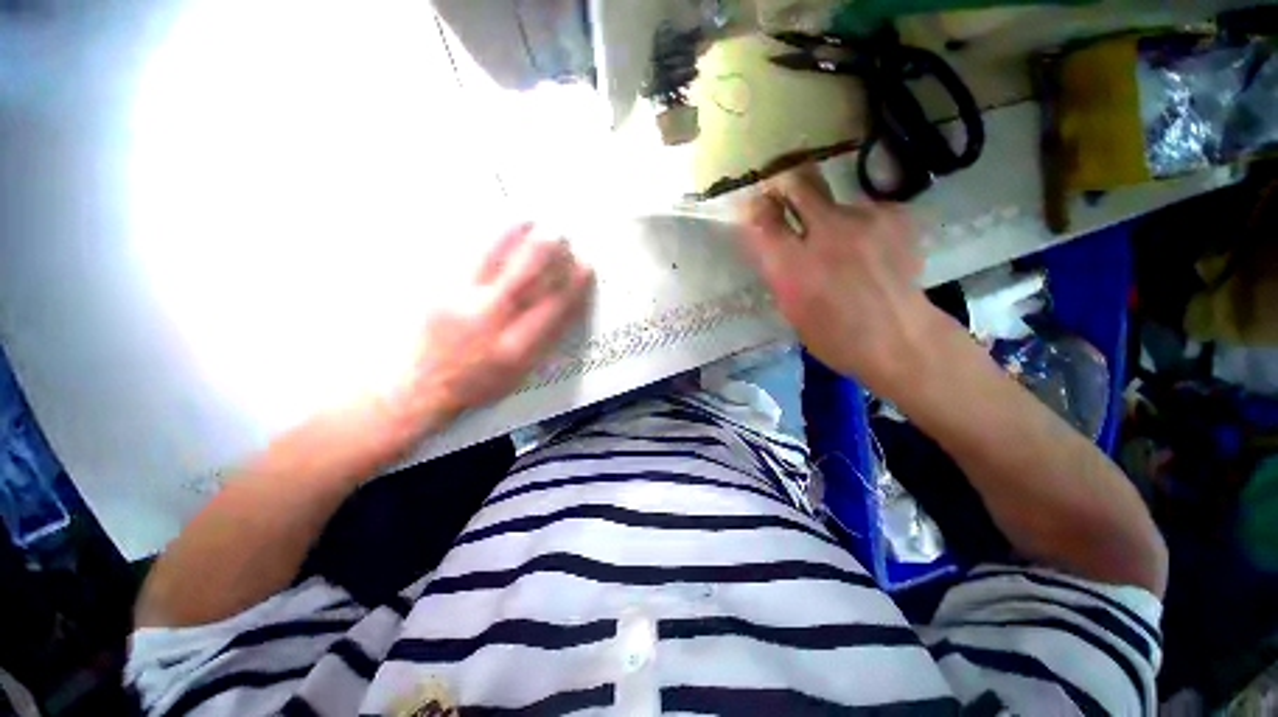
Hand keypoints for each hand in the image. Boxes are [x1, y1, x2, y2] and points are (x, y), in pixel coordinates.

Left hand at [370, 223, 593, 450]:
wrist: (418, 388)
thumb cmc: (477, 386)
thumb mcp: (519, 376)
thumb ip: (543, 344)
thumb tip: (564, 309)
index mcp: (516, 350)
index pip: (554, 310)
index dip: (574, 285)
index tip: (585, 267)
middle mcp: (489, 323)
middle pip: (525, 277)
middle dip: (549, 254)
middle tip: (562, 239)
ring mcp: (459, 303)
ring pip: (493, 259)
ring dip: (517, 237)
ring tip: (531, 221)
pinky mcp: (436, 291)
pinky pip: (466, 259)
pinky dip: (489, 241)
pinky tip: (501, 228)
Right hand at [737, 165, 934, 392]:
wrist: (900, 339)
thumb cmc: (834, 337)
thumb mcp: (791, 309)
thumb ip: (780, 270)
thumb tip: (773, 242)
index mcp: (792, 265)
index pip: (762, 217)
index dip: (756, 208)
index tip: (757, 207)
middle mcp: (825, 233)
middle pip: (799, 184)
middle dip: (788, 187)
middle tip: (788, 198)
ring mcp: (865, 220)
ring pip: (836, 201)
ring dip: (831, 218)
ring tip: (845, 245)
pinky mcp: (896, 215)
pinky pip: (866, 210)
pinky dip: (862, 226)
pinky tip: (871, 248)